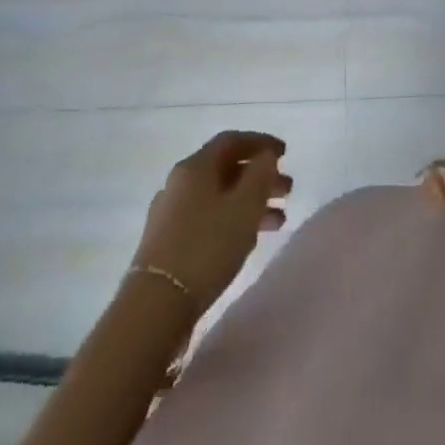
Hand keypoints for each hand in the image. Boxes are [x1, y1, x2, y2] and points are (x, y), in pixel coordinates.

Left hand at [130, 132, 292, 312]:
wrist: (156, 305)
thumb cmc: (207, 246)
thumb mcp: (244, 206)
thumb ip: (261, 174)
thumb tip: (265, 155)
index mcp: (195, 166)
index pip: (231, 140)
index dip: (261, 142)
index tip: (285, 153)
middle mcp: (179, 182)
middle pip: (225, 168)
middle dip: (259, 176)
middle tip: (287, 189)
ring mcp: (171, 213)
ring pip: (219, 196)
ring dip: (250, 201)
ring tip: (278, 220)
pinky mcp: (168, 242)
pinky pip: (208, 218)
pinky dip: (232, 220)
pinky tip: (249, 239)